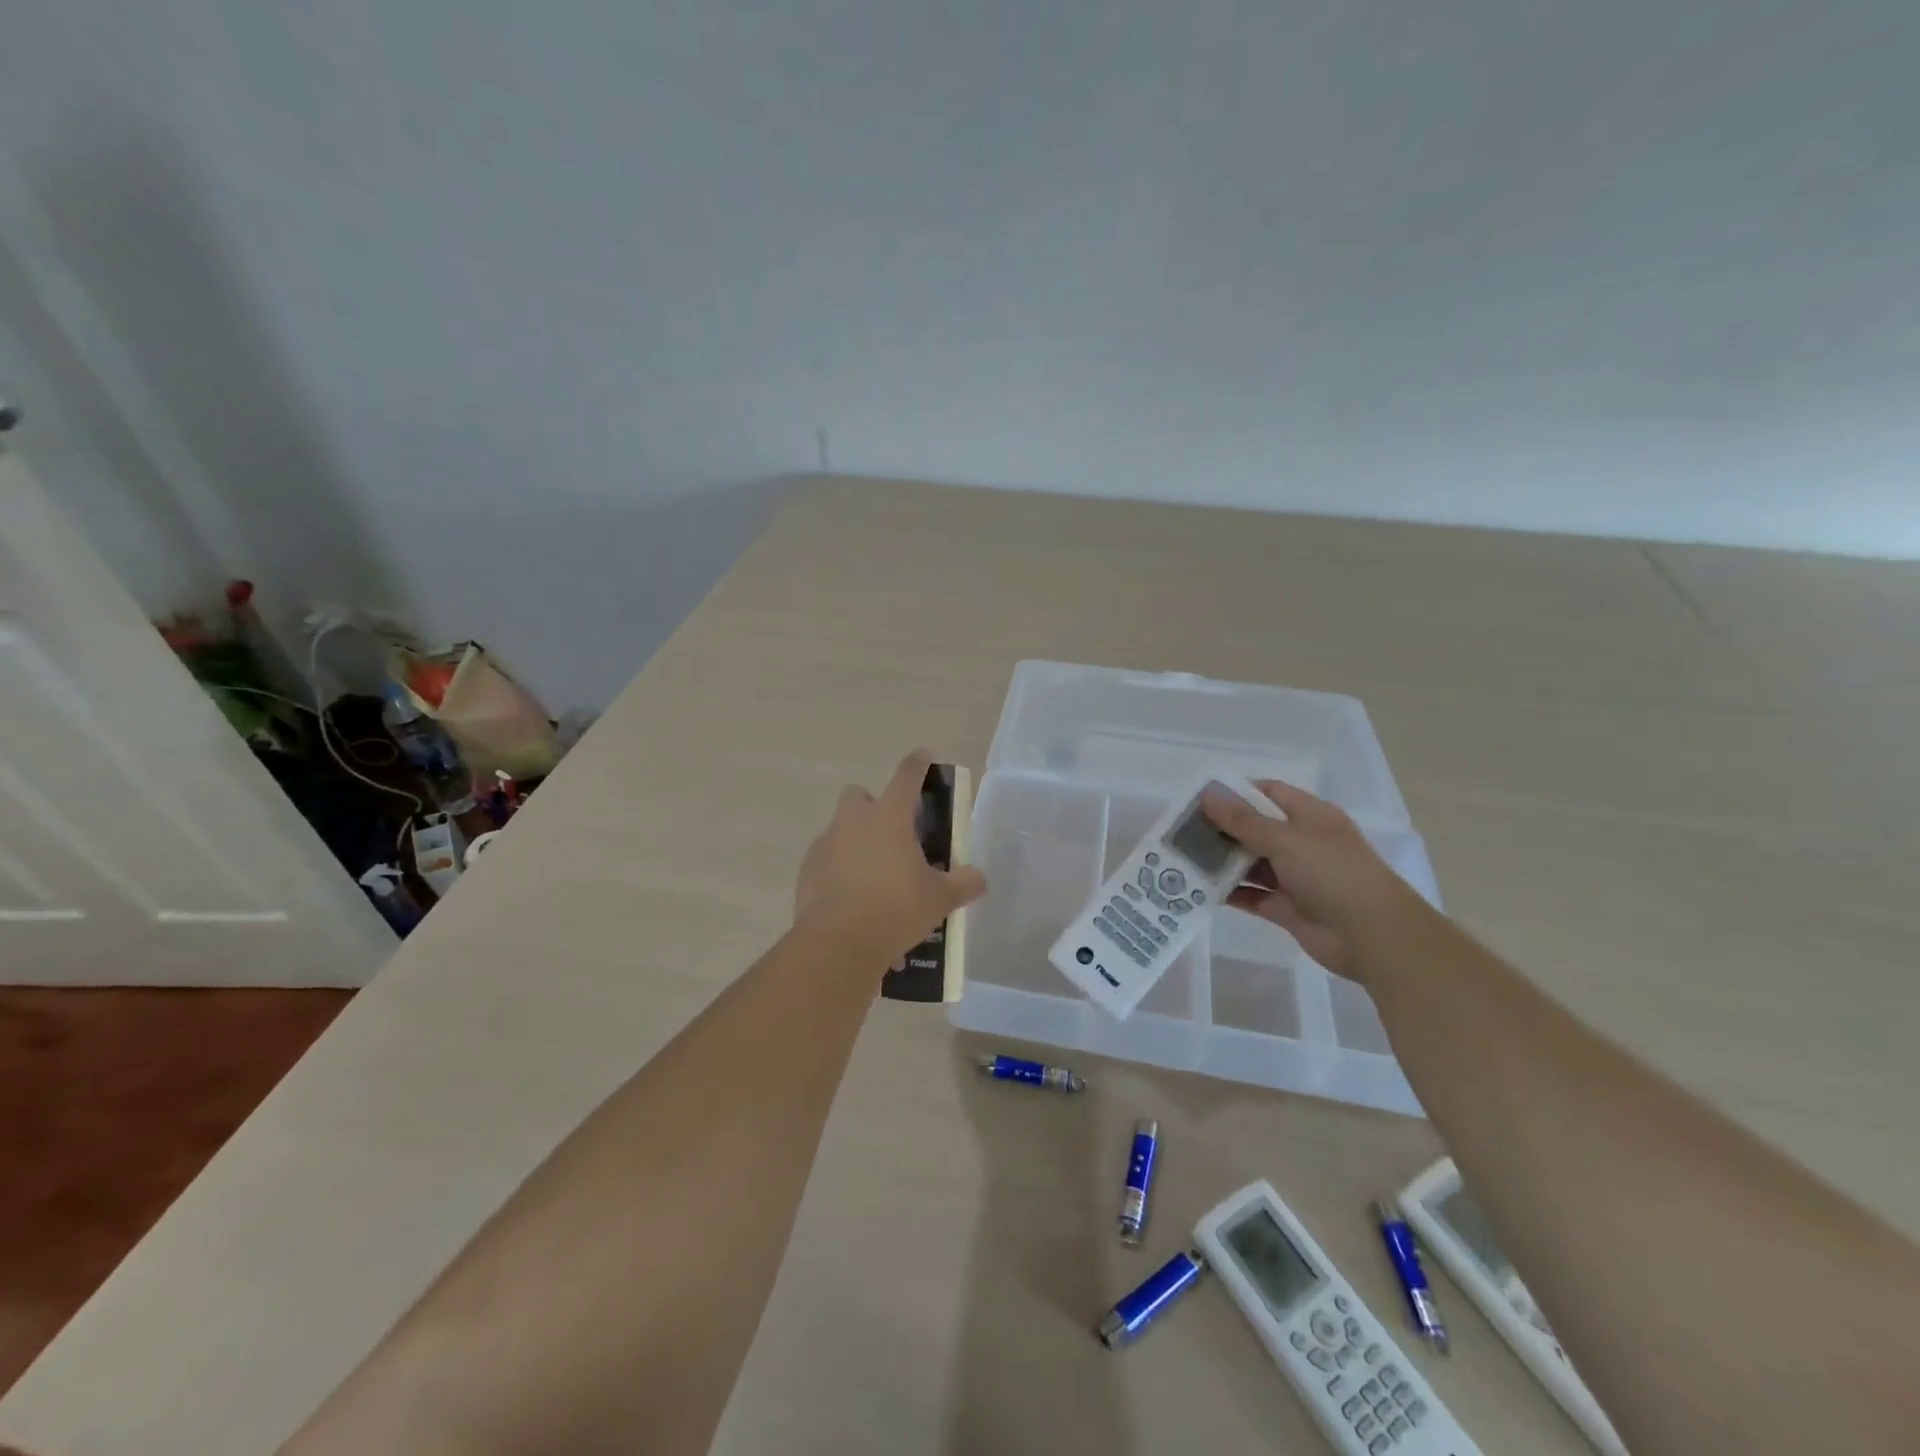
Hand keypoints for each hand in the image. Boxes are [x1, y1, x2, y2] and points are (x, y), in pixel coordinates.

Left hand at [794, 749, 988, 968]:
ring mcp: (826, 844)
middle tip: (893, 834)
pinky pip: (826, 859)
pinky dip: (838, 869)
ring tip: (875, 874)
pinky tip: (852, 896)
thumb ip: (963, 884)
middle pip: (859, 795)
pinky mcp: (807, 870)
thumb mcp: (939, 899)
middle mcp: (854, 821)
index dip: (918, 763)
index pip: (906, 776)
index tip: (924, 756)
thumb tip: (980, 878)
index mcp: (889, 817)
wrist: (838, 944)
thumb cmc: (895, 910)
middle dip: (873, 806)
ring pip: (840, 828)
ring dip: (856, 840)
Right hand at [1201, 779, 1429, 981]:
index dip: (1234, 793)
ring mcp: (1294, 877)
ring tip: (1181, 860)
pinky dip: (1229, 893)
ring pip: (1250, 863)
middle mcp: (1302, 843)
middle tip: (1179, 832)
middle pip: (1254, 829)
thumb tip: (1207, 795)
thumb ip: (1243, 820)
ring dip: (1220, 862)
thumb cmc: (1333, 874)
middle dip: (1220, 830)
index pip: (1267, 793)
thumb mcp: (1286, 839)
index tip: (1197, 800)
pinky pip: (1251, 895)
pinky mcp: (1287, 908)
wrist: (1373, 937)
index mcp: (1310, 816)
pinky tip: (1198, 890)